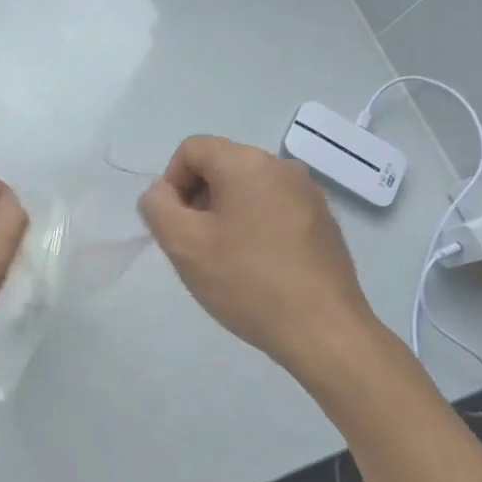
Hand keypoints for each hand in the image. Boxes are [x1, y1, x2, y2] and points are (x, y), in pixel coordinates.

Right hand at [137, 135, 385, 383]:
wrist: (323, 331)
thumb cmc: (247, 281)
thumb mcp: (183, 244)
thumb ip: (158, 206)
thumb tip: (162, 192)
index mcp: (247, 162)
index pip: (191, 150)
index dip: (171, 183)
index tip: (175, 225)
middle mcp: (282, 166)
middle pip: (220, 165)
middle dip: (197, 199)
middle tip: (195, 246)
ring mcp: (308, 193)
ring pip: (247, 189)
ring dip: (224, 214)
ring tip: (225, 260)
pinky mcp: (323, 221)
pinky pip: (273, 208)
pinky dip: (254, 226)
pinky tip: (257, 267)